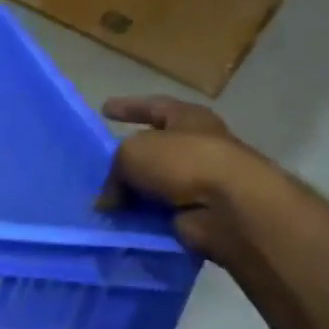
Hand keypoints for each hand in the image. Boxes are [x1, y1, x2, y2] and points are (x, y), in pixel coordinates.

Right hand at [97, 95, 275, 263]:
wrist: (229, 207)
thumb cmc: (183, 162)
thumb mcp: (132, 152)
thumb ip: (114, 169)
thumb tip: (110, 198)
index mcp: (189, 119)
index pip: (154, 106)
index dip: (129, 107)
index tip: (104, 109)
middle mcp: (197, 146)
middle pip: (154, 148)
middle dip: (127, 158)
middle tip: (98, 166)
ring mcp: (199, 182)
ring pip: (153, 184)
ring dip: (130, 193)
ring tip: (100, 201)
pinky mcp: (196, 213)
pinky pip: (156, 213)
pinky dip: (139, 217)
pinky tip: (117, 222)